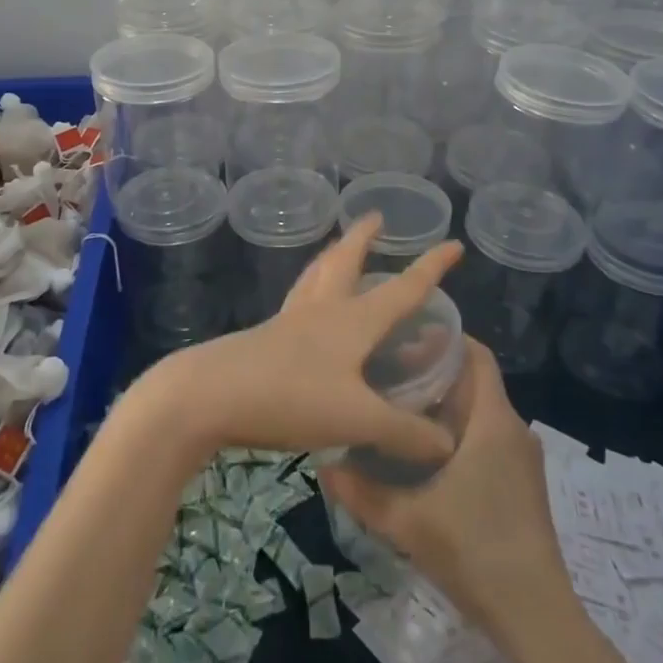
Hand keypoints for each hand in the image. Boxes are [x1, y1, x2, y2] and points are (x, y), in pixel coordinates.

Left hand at [144, 211, 462, 466]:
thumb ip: (404, 432)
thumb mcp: (356, 419)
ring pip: (315, 276)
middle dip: (363, 239)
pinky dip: (309, 290)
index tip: (452, 244)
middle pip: (345, 262)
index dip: (431, 268)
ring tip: (338, 247)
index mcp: (351, 321)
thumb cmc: (290, 397)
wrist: (209, 395)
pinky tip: (304, 306)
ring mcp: (289, 321)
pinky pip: (296, 302)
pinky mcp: (264, 337)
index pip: (402, 288)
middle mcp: (321, 310)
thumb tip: (446, 444)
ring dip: (332, 257)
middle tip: (374, 218)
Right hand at [319, 338, 568, 631]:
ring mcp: (521, 458)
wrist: (535, 617)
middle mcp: (513, 428)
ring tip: (396, 406)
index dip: (444, 337)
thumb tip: (323, 466)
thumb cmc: (475, 551)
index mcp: (493, 420)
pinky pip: (486, 436)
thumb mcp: (407, 521)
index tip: (403, 335)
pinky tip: (422, 452)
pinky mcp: (521, 482)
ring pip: (479, 411)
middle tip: (386, 371)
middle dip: (433, 370)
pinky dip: (457, 430)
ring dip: (443, 403)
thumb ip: (361, 492)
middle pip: (473, 380)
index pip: (476, 354)